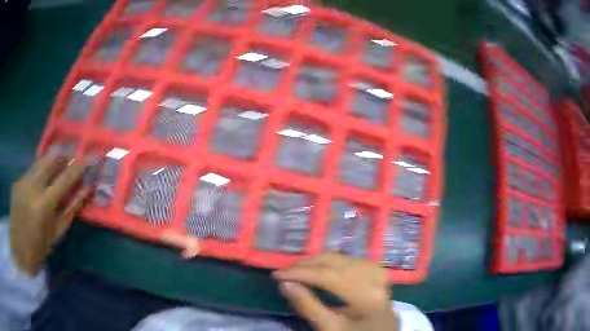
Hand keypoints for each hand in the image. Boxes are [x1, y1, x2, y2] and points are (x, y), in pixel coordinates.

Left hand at [10, 154, 89, 276]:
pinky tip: (41, 181)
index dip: (78, 167)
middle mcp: (32, 187)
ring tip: (57, 167)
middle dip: (63, 156)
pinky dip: (40, 170)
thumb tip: (86, 190)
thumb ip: (71, 209)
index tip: (88, 159)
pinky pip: (31, 169)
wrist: (19, 252)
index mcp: (44, 205)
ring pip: (40, 160)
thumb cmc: (40, 249)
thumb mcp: (57, 233)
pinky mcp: (17, 181)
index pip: (64, 178)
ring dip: (51, 161)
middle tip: (71, 159)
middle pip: (50, 158)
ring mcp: (22, 181)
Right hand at [273, 253, 397, 330]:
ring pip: (340, 257)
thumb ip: (307, 306)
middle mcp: (375, 277)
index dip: (300, 273)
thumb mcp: (329, 328)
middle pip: (334, 262)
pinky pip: (347, 260)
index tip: (276, 275)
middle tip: (283, 274)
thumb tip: (284, 283)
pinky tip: (318, 270)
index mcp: (366, 296)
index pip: (328, 276)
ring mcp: (378, 271)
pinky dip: (329, 263)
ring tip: (297, 273)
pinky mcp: (376, 269)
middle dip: (305, 265)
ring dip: (315, 263)